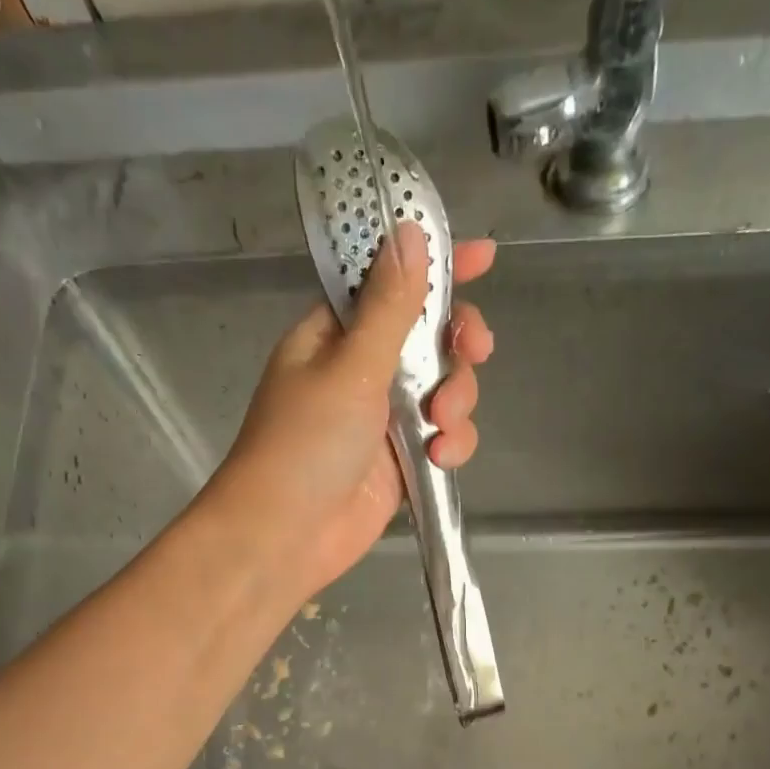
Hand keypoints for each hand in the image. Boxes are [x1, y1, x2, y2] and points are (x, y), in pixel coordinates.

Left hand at [211, 220, 494, 597]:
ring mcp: (383, 417)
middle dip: (457, 345)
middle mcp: (362, 369)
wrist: (286, 536)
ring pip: (445, 389)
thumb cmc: (306, 444)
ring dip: (457, 401)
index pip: (390, 282)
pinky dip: (451, 444)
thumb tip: (409, 232)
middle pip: (430, 336)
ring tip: (441, 428)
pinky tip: (441, 458)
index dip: (435, 265)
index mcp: (337, 332)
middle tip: (477, 349)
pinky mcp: (402, 461)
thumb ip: (389, 306)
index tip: (483, 258)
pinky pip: (443, 436)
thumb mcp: (350, 368)